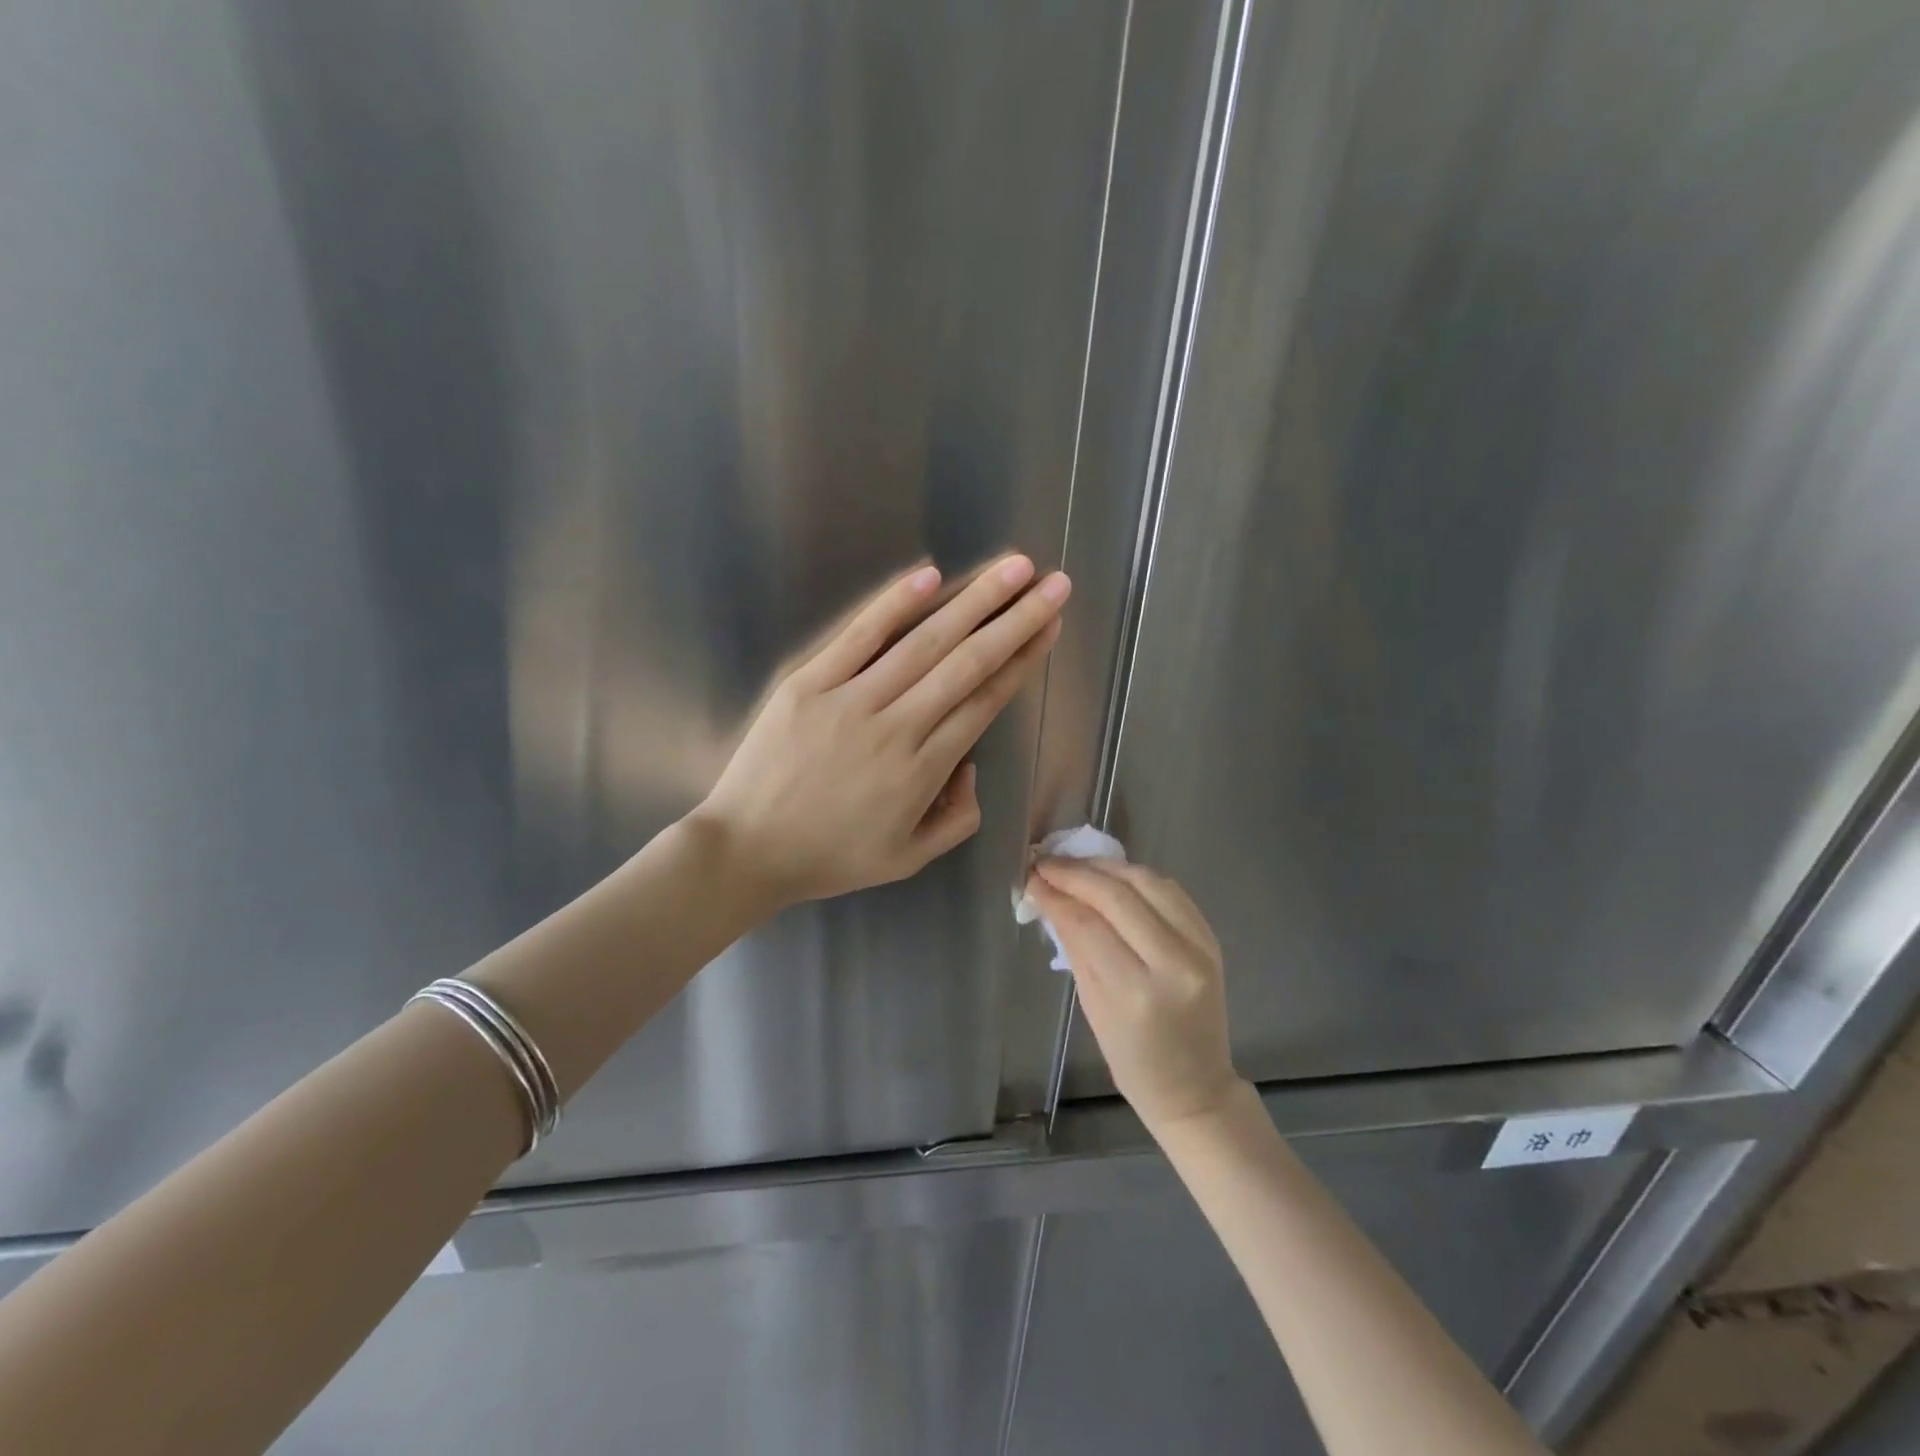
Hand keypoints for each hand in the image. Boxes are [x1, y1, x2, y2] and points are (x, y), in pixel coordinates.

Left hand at [694, 554, 1068, 908]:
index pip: (984, 702)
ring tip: (1013, 568)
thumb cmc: (831, 857)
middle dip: (1016, 620)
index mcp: (924, 771)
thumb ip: (958, 818)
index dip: (1022, 660)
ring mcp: (851, 701)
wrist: (746, 851)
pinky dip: (893, 605)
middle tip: (1055, 583)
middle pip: (968, 664)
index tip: (1050, 627)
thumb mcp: (909, 859)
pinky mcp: (808, 684)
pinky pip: (857, 638)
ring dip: (973, 601)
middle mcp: (897, 728)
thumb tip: (970, 765)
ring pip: (924, 643)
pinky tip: (928, 574)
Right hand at [1025, 859, 1243, 1130]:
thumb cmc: (1133, 1060)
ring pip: (1148, 882)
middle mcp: (1173, 963)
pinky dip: (1137, 877)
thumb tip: (1049, 897)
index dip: (1056, 893)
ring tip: (1076, 864)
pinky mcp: (1211, 938)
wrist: (1196, 1086)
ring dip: (1107, 867)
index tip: (1031, 876)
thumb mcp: (1092, 1007)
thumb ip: (1075, 946)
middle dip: (1076, 873)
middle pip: (1118, 895)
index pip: (1088, 924)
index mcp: (1136, 992)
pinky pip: (1171, 890)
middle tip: (1046, 862)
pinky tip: (1113, 876)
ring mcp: (1200, 947)